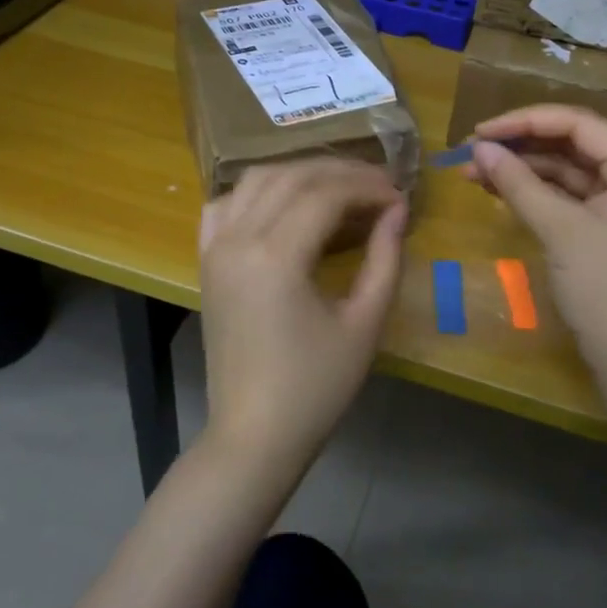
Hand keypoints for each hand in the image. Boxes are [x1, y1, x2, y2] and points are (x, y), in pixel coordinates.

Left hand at [197, 159, 407, 482]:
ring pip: (256, 179)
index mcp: (276, 257)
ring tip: (340, 188)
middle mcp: (238, 240)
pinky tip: (283, 203)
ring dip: (301, 173)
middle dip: (341, 173)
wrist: (254, 434)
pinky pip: (225, 205)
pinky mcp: (206, 262)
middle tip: (380, 186)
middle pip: (292, 177)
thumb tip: (397, 210)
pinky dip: (257, 191)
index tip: (400, 198)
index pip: (326, 194)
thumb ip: (385, 259)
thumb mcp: (364, 324)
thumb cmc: (316, 388)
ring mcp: (215, 248)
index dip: (368, 188)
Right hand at [467, 105, 606, 390]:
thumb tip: (478, 148)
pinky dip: (536, 193)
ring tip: (473, 172)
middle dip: (521, 145)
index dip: (526, 121)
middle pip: (573, 144)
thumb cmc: (606, 290)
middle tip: (471, 150)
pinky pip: (569, 197)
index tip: (480, 131)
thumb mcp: (560, 231)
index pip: (580, 124)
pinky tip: (499, 191)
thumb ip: (519, 183)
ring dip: (523, 169)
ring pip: (567, 171)